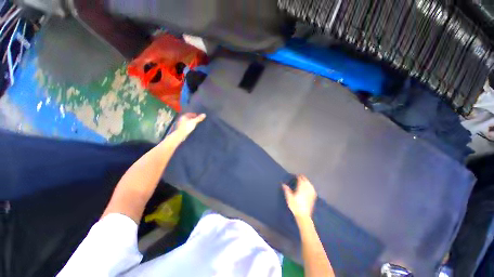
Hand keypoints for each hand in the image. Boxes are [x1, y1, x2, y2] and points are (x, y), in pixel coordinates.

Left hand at [174, 113, 205, 138]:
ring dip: (192, 122)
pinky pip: (187, 125)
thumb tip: (204, 114)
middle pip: (189, 117)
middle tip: (198, 120)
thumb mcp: (194, 122)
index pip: (190, 113)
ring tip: (196, 124)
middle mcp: (182, 119)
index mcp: (184, 116)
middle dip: (194, 118)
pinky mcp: (182, 128)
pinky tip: (193, 128)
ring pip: (188, 121)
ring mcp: (181, 123)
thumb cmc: (186, 127)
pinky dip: (190, 125)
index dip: (195, 114)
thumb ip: (199, 118)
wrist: (181, 135)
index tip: (199, 116)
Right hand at [283, 175, 316, 218]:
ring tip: (304, 180)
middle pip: (306, 181)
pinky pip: (312, 189)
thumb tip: (283, 184)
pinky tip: (310, 187)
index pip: (300, 180)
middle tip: (299, 176)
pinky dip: (310, 186)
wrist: (303, 215)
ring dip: (307, 181)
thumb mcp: (289, 198)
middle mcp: (306, 190)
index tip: (296, 175)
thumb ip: (287, 190)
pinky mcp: (313, 197)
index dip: (298, 176)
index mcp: (301, 188)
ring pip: (309, 184)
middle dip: (303, 178)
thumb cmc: (295, 206)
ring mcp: (310, 193)